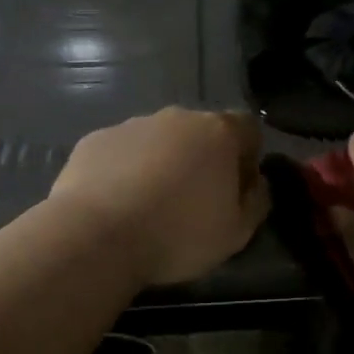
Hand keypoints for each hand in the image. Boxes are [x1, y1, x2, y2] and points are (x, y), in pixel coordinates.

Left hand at [49, 107, 269, 286]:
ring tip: (149, 206)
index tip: (236, 189)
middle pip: (201, 131)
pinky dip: (124, 170)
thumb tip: (258, 183)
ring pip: (159, 140)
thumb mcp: (237, 233)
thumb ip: (257, 201)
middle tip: (193, 201)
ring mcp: (133, 125)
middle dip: (202, 158)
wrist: (96, 235)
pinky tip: (116, 204)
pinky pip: (122, 152)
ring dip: (162, 163)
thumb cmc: (178, 234)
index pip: (248, 127)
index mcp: (219, 132)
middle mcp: (178, 117)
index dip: (247, 156)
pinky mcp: (96, 139)